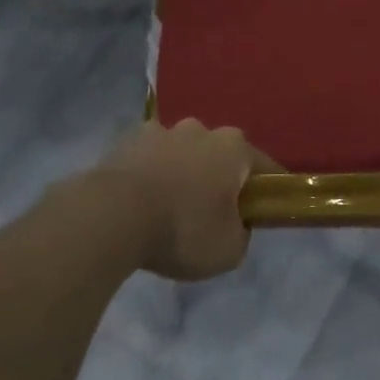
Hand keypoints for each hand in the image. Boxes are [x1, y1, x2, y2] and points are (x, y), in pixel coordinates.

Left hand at [97, 120, 271, 281]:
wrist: (111, 217)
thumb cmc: (182, 229)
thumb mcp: (229, 250)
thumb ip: (242, 233)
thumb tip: (236, 224)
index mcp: (234, 148)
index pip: (265, 167)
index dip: (268, 191)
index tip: (264, 211)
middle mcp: (200, 129)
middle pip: (219, 155)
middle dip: (219, 178)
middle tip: (212, 213)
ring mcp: (160, 131)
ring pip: (182, 153)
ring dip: (182, 172)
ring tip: (171, 208)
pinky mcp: (125, 142)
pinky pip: (149, 159)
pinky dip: (150, 175)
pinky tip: (142, 203)